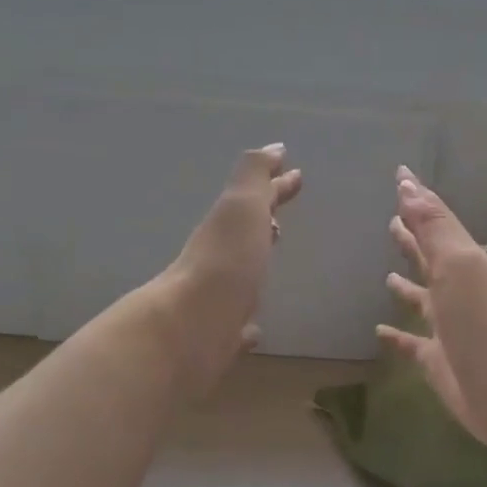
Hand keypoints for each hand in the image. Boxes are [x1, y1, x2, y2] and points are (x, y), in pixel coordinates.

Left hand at [155, 144, 302, 396]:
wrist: (190, 329)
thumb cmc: (225, 261)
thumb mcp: (241, 206)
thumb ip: (255, 175)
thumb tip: (273, 148)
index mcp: (228, 227)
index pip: (257, 199)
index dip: (276, 186)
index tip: (296, 175)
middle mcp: (221, 259)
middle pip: (247, 234)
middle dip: (265, 221)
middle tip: (283, 218)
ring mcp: (219, 299)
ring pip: (241, 276)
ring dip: (256, 264)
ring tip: (272, 260)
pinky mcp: (220, 337)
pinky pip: (239, 325)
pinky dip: (249, 323)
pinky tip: (255, 330)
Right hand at [377, 166, 486, 460]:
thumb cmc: (483, 320)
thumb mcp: (457, 264)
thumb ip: (432, 226)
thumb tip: (406, 181)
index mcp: (462, 263)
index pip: (435, 224)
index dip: (417, 201)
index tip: (400, 176)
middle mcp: (455, 291)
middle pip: (429, 259)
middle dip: (413, 240)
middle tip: (391, 222)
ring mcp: (447, 327)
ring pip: (421, 300)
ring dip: (406, 286)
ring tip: (386, 274)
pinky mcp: (437, 362)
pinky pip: (411, 344)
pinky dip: (396, 337)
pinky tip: (379, 332)